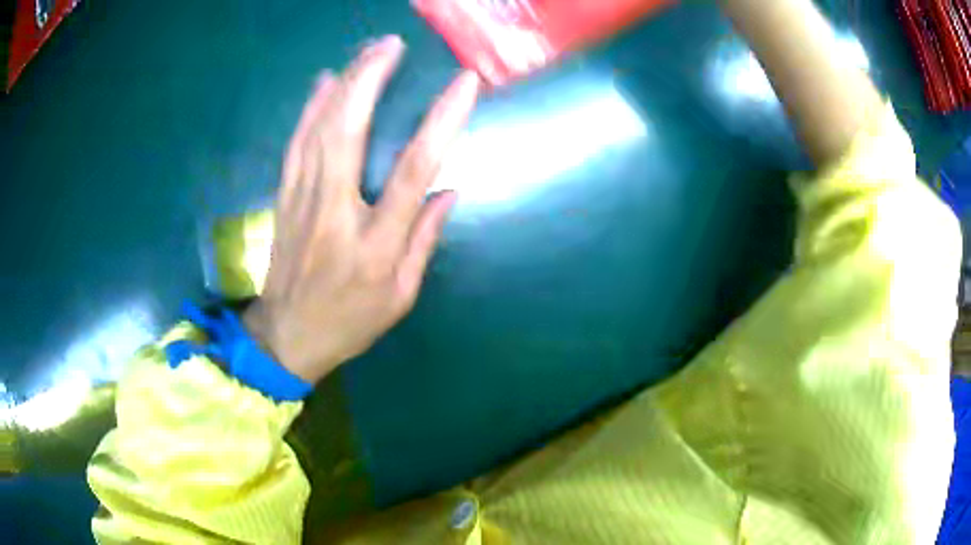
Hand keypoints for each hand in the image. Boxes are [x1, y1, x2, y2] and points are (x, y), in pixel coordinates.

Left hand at [244, 36, 480, 383]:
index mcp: (375, 243)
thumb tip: (449, 191)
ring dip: (344, 83)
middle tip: (392, 44)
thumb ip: (424, 241)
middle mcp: (336, 211)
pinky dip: (311, 107)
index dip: (442, 121)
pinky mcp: (285, 196)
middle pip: (350, 131)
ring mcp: (303, 199)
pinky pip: (297, 142)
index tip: (464, 83)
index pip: (414, 170)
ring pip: (319, 128)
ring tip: (367, 51)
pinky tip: (323, 82)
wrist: (287, 336)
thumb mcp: (401, 297)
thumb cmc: (349, 322)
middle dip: (371, 79)